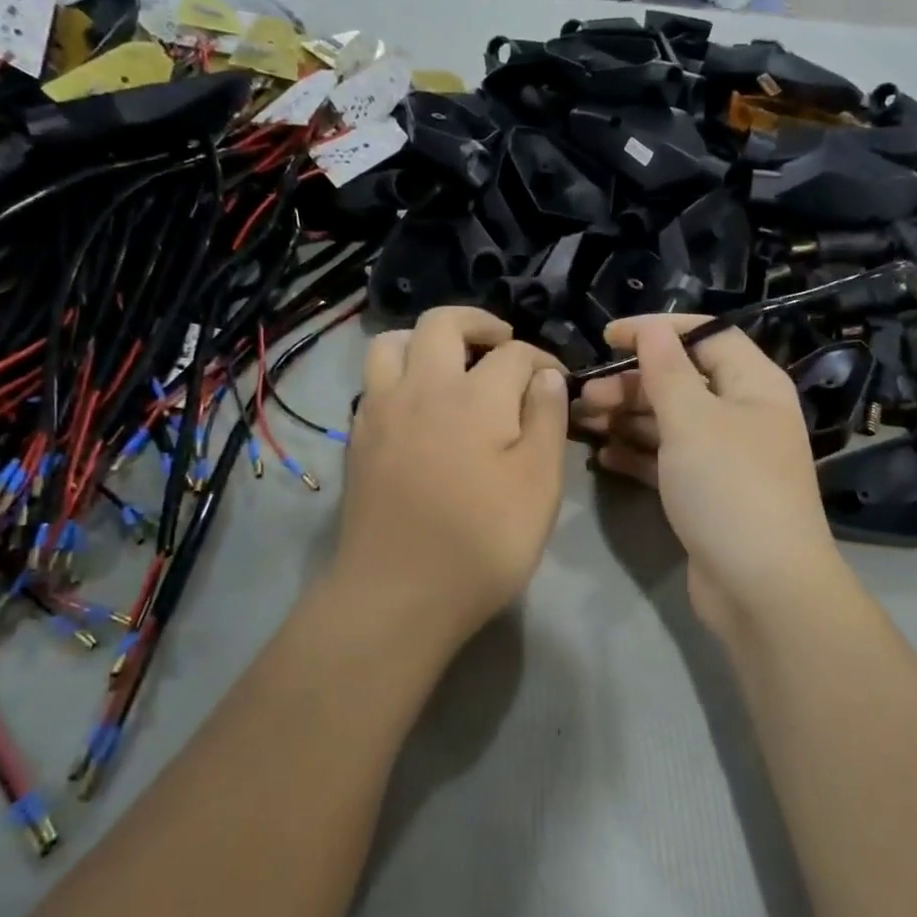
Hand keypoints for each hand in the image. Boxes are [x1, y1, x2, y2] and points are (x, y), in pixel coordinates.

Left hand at [335, 307, 568, 652]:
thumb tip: (545, 376)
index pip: (515, 354)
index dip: (543, 360)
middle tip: (502, 343)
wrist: (399, 593)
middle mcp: (422, 387)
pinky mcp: (358, 440)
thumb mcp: (539, 484)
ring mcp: (381, 411)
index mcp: (476, 396)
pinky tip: (418, 408)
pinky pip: (373, 383)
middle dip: (479, 323)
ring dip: (424, 340)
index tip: (558, 380)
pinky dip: (398, 376)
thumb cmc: (483, 541)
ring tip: (450, 364)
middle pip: (442, 323)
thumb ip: (547, 420)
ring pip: (391, 343)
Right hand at [575, 316, 846, 633]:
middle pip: (683, 381)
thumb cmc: (730, 487)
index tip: (608, 336)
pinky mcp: (707, 494)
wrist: (761, 587)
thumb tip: (651, 328)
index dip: (658, 331)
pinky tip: (604, 456)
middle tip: (586, 396)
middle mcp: (743, 415)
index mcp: (753, 385)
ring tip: (584, 421)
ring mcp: (725, 458)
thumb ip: (666, 371)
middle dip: (633, 383)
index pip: (706, 336)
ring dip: (628, 418)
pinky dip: (638, 454)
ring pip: (671, 423)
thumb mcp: (693, 420)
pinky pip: (668, 461)